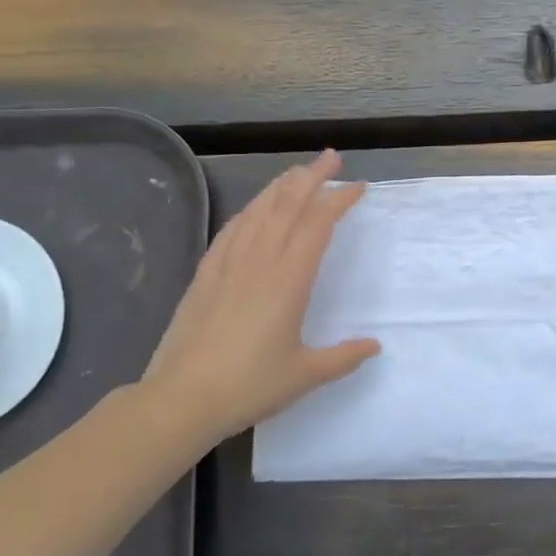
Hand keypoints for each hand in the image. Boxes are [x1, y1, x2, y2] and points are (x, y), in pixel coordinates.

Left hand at [135, 149, 378, 446]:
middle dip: (311, 177)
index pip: (318, 225)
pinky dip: (248, 211)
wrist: (182, 399)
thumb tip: (374, 345)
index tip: (357, 187)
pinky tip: (254, 209)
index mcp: (289, 280)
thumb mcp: (306, 374)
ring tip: (297, 172)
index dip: (339, 201)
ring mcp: (229, 265)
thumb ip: (344, 357)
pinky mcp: (206, 275)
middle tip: (331, 157)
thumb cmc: (249, 385)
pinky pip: (231, 230)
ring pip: (258, 212)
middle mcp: (260, 262)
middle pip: (288, 206)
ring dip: (280, 187)